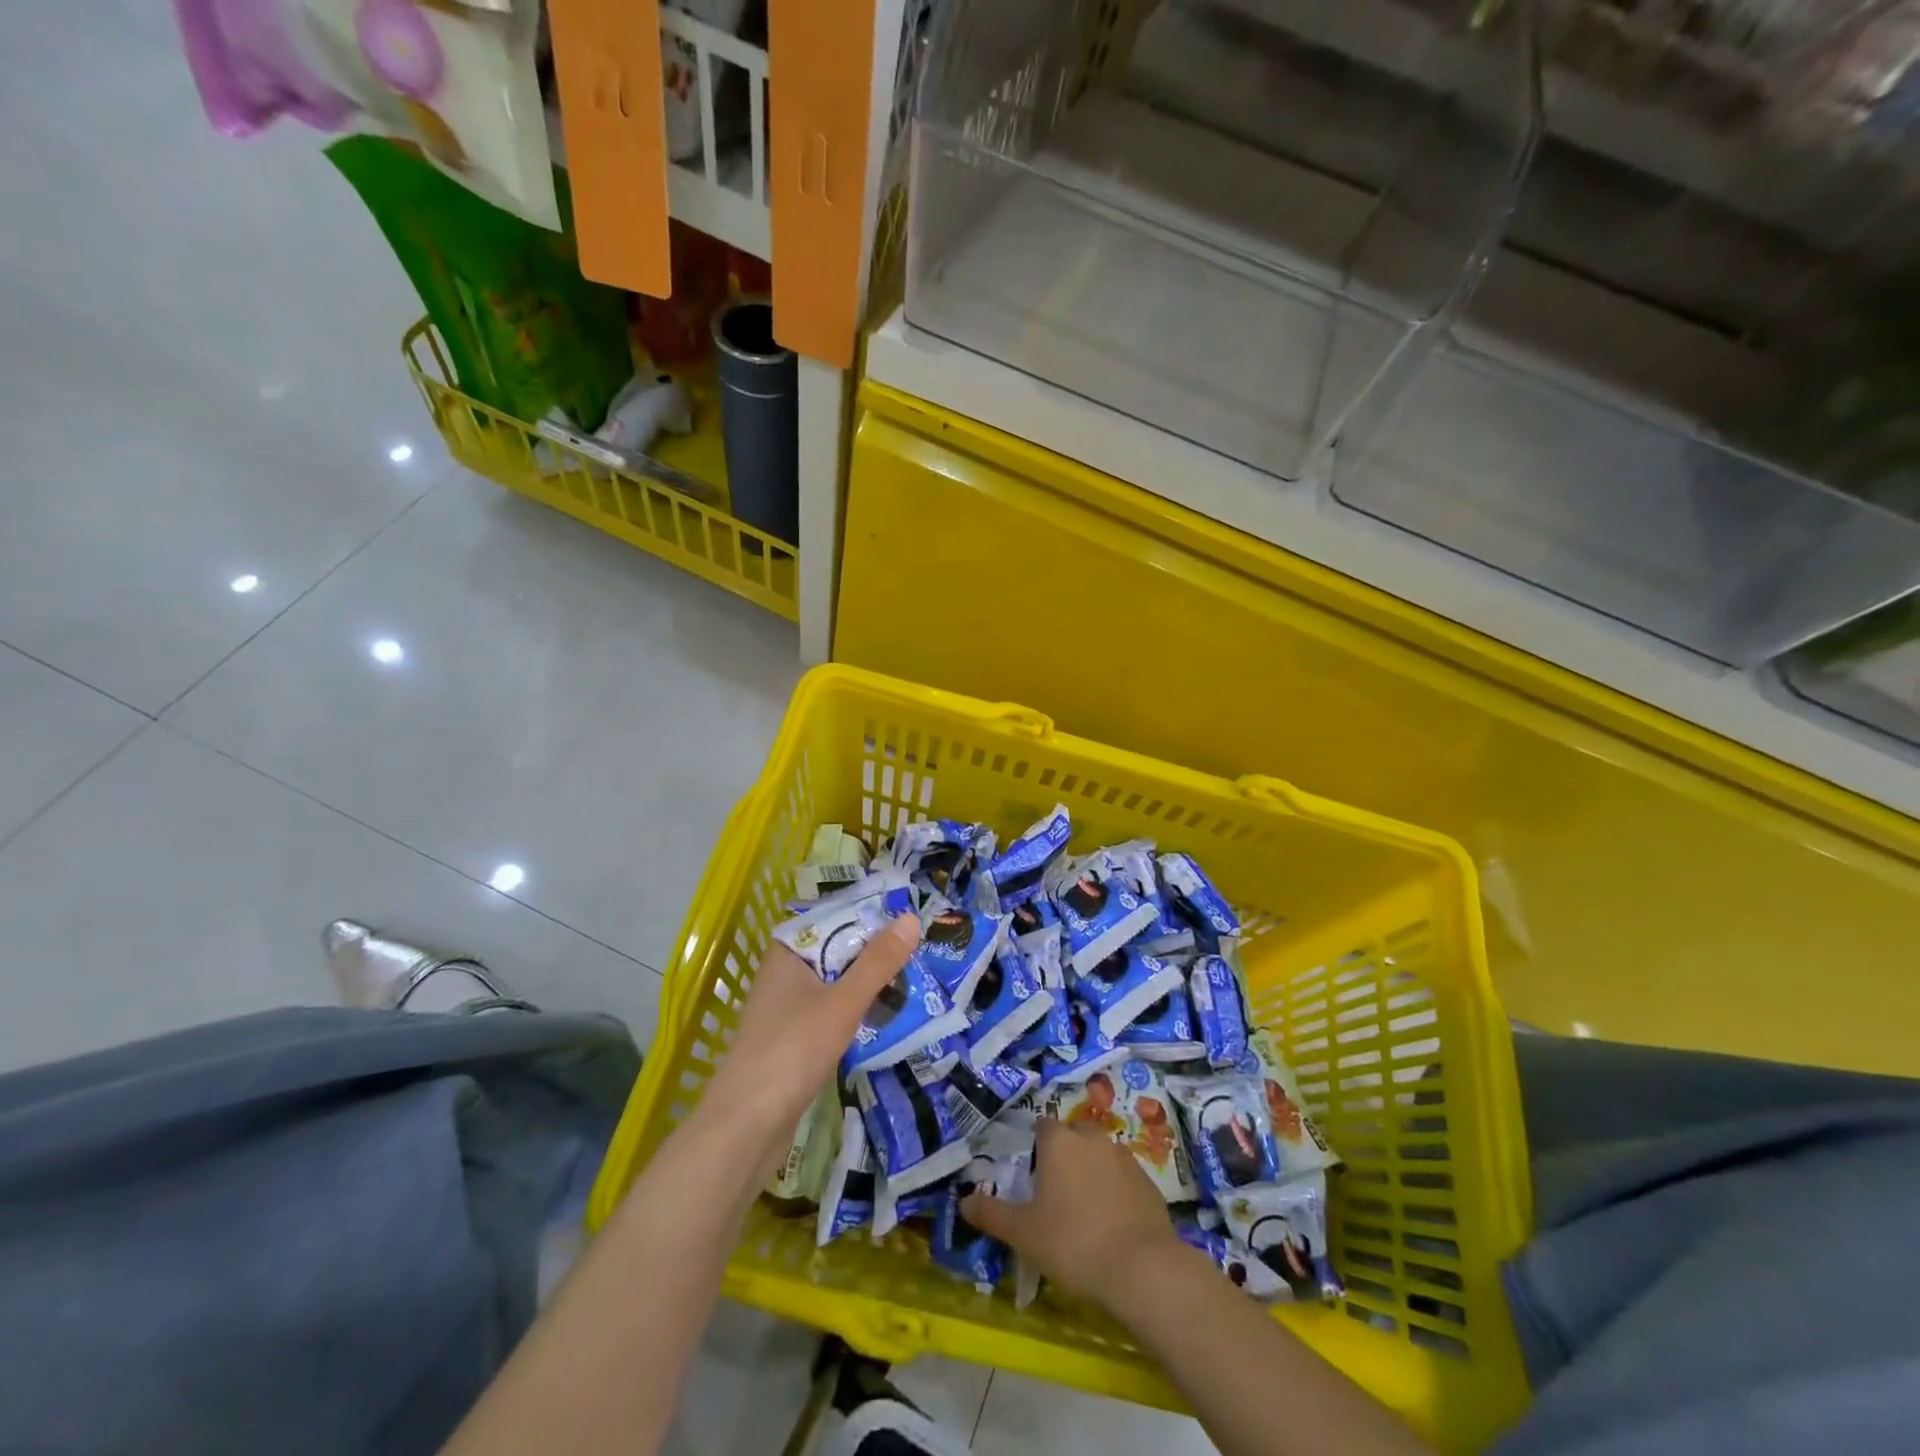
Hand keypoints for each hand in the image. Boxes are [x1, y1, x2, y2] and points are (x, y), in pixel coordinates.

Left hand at [706, 913, 920, 1134]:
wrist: (747, 1125)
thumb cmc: (793, 1050)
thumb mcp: (843, 1002)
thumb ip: (877, 962)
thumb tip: (910, 918)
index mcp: (787, 953)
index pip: (834, 920)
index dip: (871, 918)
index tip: (910, 919)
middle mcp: (783, 974)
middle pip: (837, 952)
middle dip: (875, 954)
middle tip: (922, 950)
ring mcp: (786, 1009)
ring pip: (835, 984)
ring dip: (868, 985)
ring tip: (914, 980)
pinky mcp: (792, 1040)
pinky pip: (831, 1012)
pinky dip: (855, 1012)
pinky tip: (885, 1017)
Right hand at [961, 1117, 1180, 1306]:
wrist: (1142, 1269)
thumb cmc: (1073, 1243)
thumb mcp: (1023, 1234)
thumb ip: (992, 1214)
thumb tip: (963, 1202)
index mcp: (1060, 1142)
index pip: (1042, 1125)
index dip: (1035, 1144)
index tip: (1030, 1170)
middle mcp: (1092, 1139)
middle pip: (1074, 1135)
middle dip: (1065, 1153)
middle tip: (1055, 1189)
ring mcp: (1124, 1157)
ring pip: (1101, 1154)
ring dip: (1092, 1170)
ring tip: (1084, 1207)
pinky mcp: (1149, 1182)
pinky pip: (1124, 1177)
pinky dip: (1116, 1190)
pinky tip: (1112, 1222)